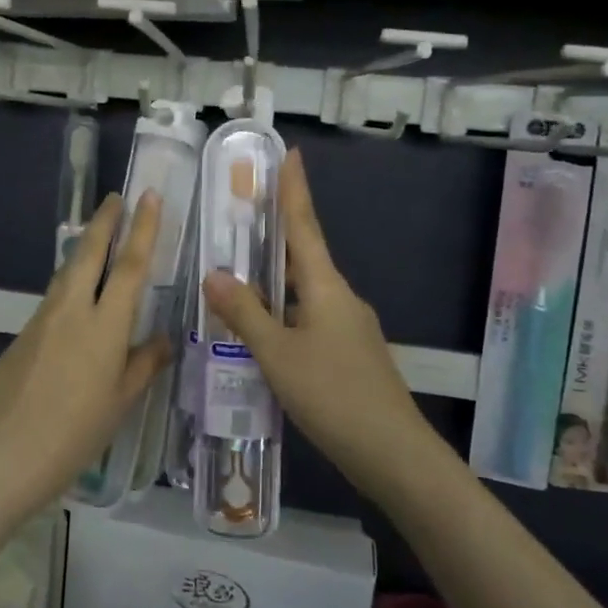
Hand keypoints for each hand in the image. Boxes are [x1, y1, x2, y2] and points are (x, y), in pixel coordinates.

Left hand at [0, 191, 170, 517]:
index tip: (149, 197)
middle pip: (89, 254)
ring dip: (84, 249)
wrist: (2, 453)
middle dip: (104, 222)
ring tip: (98, 237)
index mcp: (104, 326)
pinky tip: (76, 296)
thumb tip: (163, 339)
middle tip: (115, 197)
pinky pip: (53, 298)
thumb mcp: (119, 403)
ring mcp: (42, 320)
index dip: (142, 229)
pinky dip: (69, 283)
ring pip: (67, 272)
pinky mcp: (23, 334)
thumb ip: (142, 365)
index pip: (129, 266)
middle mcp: (72, 311)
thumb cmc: (73, 434)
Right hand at [203, 151, 435, 495]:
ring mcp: (349, 327)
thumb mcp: (277, 355)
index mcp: (326, 287)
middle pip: (304, 256)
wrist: (394, 454)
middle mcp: (341, 298)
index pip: (305, 226)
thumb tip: (214, 273)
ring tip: (238, 275)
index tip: (291, 153)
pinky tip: (262, 333)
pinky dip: (283, 313)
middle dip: (276, 234)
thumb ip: (244, 314)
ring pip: (304, 292)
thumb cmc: (333, 395)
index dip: (294, 190)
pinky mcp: (350, 354)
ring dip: (275, 280)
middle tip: (244, 214)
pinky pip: (309, 319)